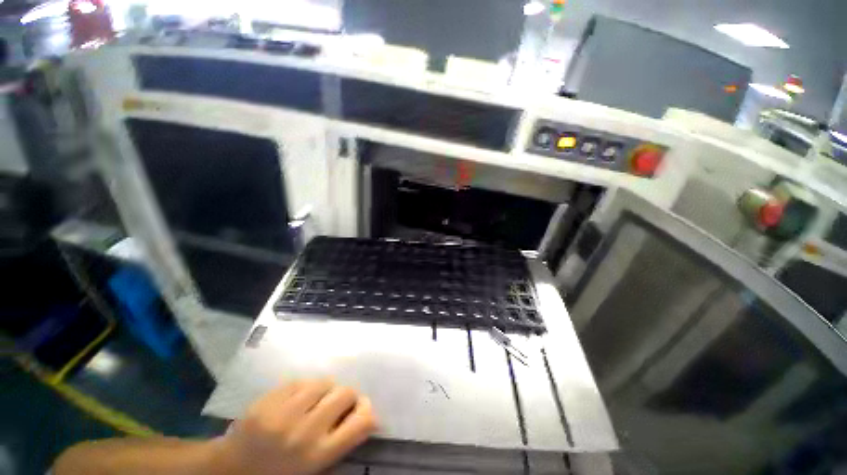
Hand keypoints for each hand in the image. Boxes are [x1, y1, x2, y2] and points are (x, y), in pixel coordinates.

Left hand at [210, 379, 377, 474]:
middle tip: (337, 404)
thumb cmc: (278, 474)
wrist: (229, 471)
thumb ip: (338, 442)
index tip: (361, 410)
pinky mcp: (267, 401)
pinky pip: (300, 381)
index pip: (362, 422)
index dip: (367, 410)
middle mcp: (304, 432)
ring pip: (323, 382)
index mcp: (318, 455)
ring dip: (325, 389)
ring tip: (314, 400)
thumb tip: (362, 413)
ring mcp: (283, 414)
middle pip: (345, 393)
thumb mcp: (313, 468)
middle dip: (346, 396)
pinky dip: (303, 388)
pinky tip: (294, 399)